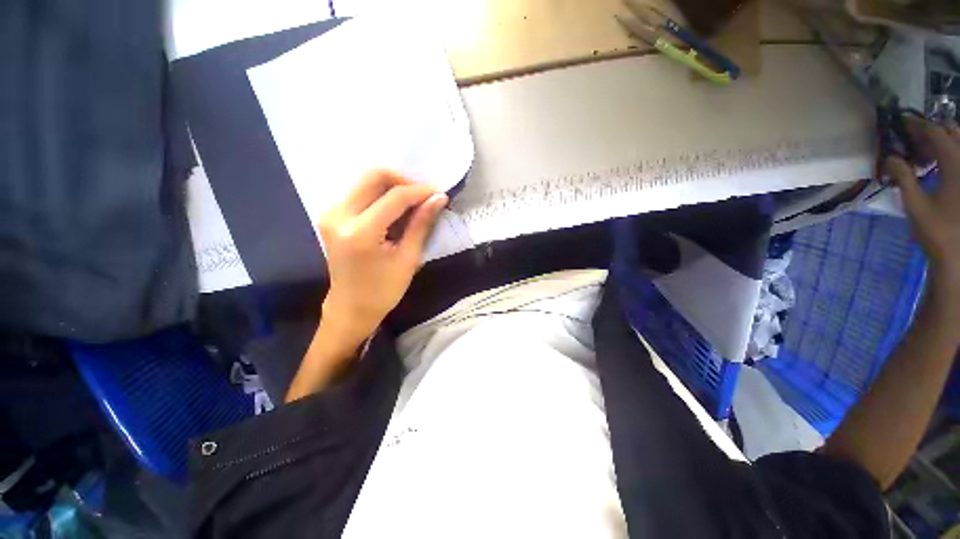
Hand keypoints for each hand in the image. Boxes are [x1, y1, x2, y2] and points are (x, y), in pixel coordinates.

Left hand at [318, 170, 447, 339]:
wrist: (351, 308)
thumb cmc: (383, 290)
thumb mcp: (408, 258)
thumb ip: (421, 224)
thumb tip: (438, 198)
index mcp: (360, 232)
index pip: (394, 197)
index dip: (419, 191)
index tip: (438, 192)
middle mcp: (339, 215)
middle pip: (373, 176)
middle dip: (403, 181)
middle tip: (423, 196)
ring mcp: (331, 213)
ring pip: (366, 182)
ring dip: (393, 188)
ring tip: (412, 206)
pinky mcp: (332, 216)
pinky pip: (360, 193)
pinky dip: (381, 196)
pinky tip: (396, 212)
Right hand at [886, 119, 959, 302]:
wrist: (959, 256)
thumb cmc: (937, 231)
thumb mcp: (915, 205)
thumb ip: (903, 177)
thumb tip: (890, 157)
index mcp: (954, 165)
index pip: (934, 133)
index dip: (916, 126)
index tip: (899, 123)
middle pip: (951, 132)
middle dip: (931, 132)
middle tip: (911, 141)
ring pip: (959, 143)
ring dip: (941, 142)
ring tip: (924, 153)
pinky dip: (948, 155)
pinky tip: (937, 166)